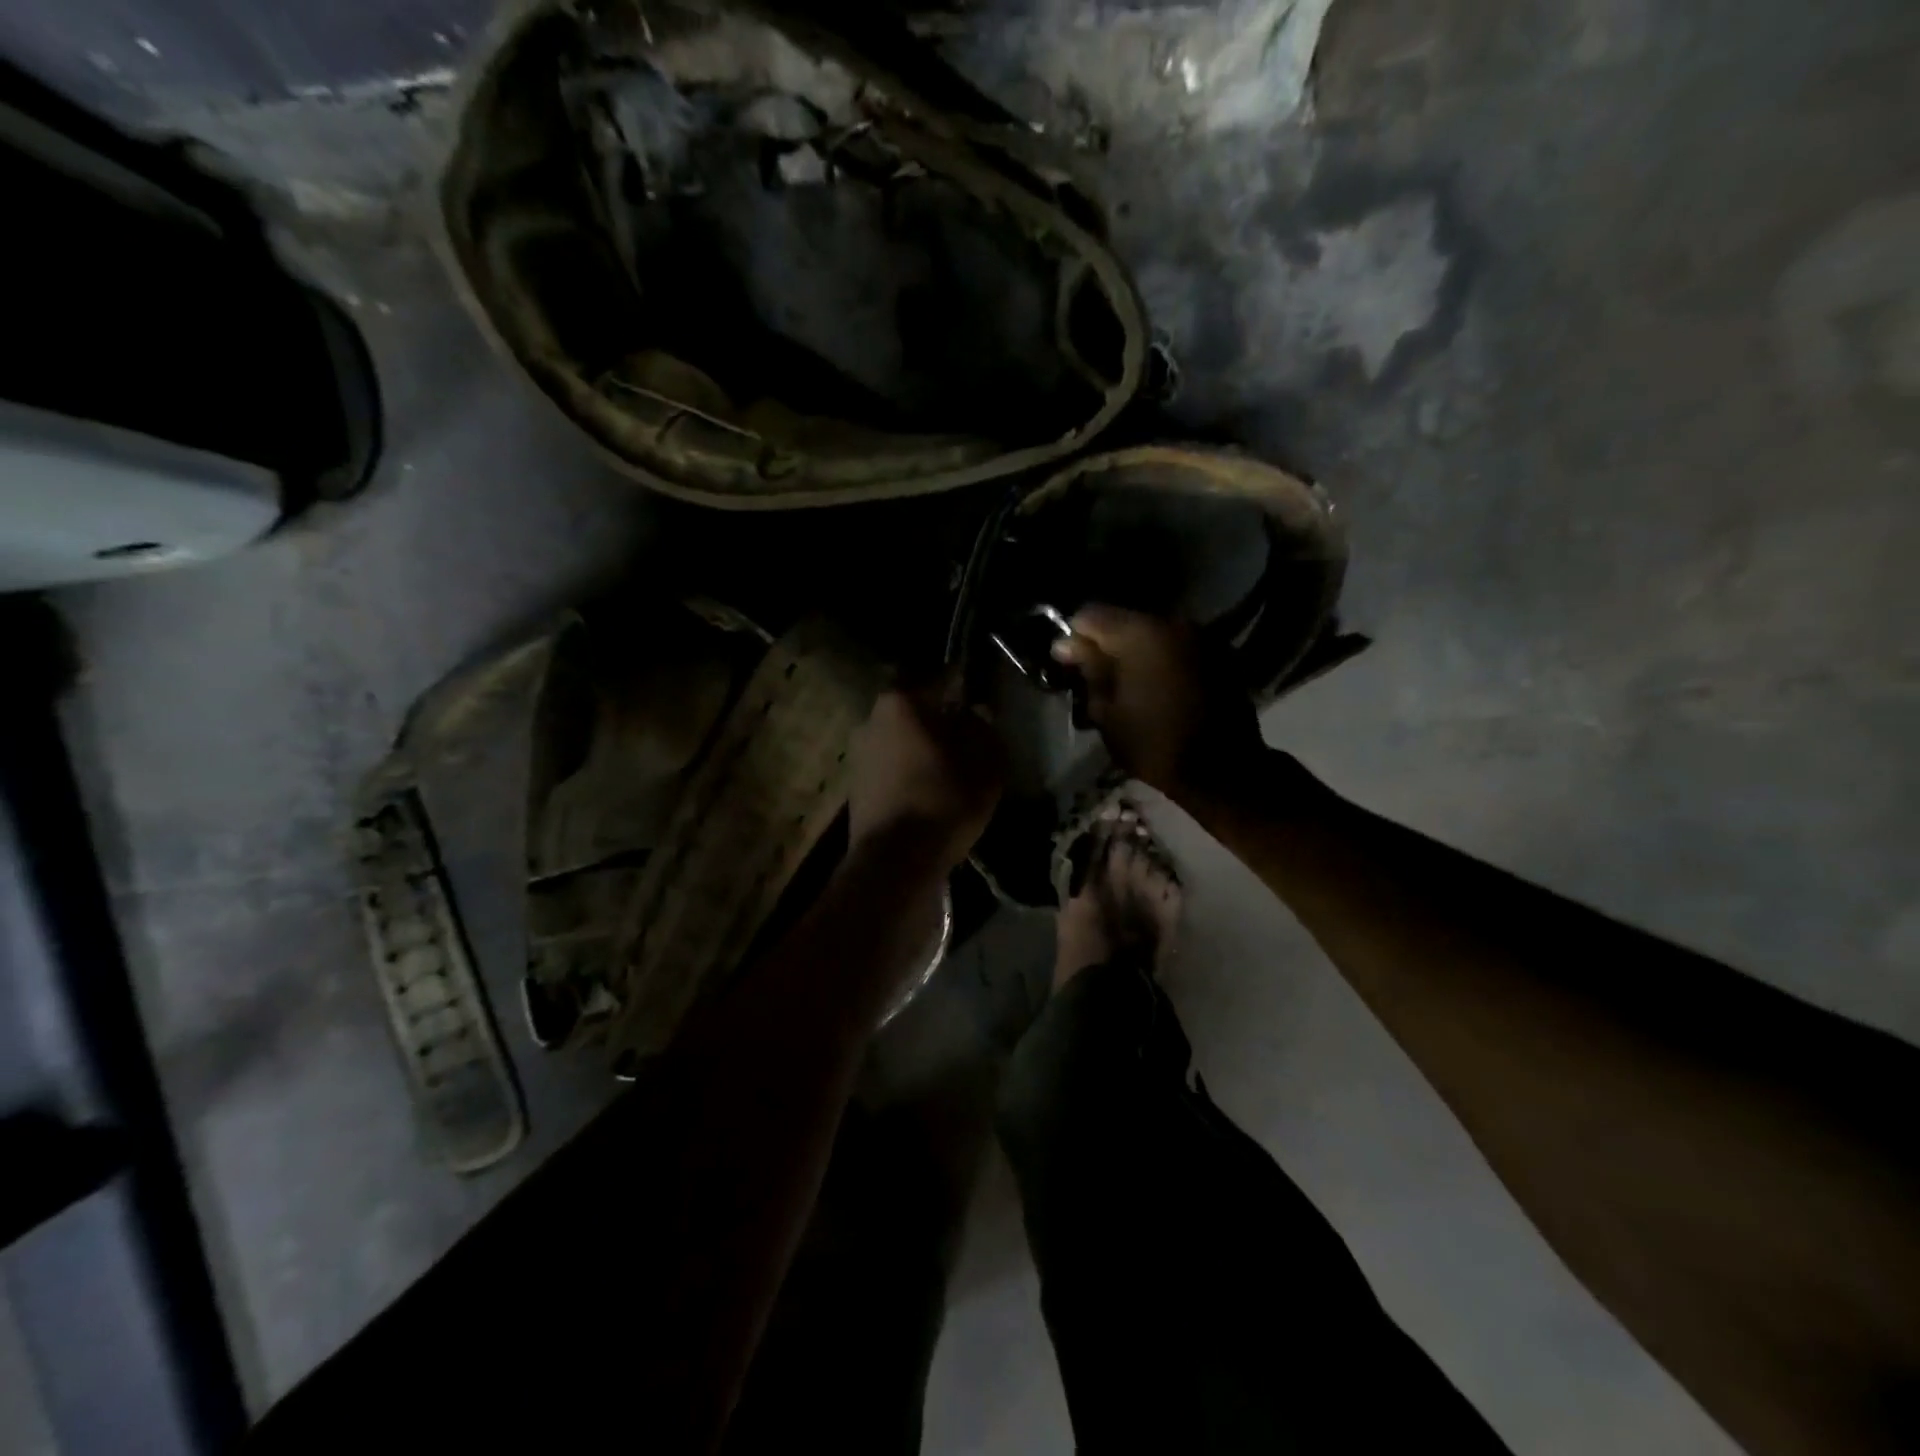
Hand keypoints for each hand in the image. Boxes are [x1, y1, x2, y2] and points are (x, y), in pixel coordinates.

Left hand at [847, 680, 1005, 869]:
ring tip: (950, 767)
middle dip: (940, 719)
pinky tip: (929, 790)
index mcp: (902, 702)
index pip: (940, 679)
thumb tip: (975, 713)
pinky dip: (909, 771)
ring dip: (923, 747)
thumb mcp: (985, 762)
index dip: (963, 685)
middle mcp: (872, 718)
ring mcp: (859, 753)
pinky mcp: (855, 785)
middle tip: (968, 736)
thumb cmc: (945, 799)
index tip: (979, 694)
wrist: (895, 859)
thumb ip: (983, 728)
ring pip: (901, 739)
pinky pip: (891, 766)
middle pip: (916, 709)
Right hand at [1051, 604, 1265, 800]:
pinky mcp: (1220, 654)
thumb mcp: (1107, 713)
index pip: (1090, 615)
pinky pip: (1178, 648)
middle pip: (1124, 622)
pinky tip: (1160, 690)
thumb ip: (1088, 670)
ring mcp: (1201, 636)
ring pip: (1153, 635)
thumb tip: (1067, 644)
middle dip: (1107, 646)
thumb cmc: (1155, 744)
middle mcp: (1173, 623)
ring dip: (1137, 654)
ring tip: (1129, 687)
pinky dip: (1163, 661)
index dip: (1074, 638)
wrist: (1223, 770)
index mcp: (1140, 634)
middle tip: (1096, 680)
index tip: (1069, 665)